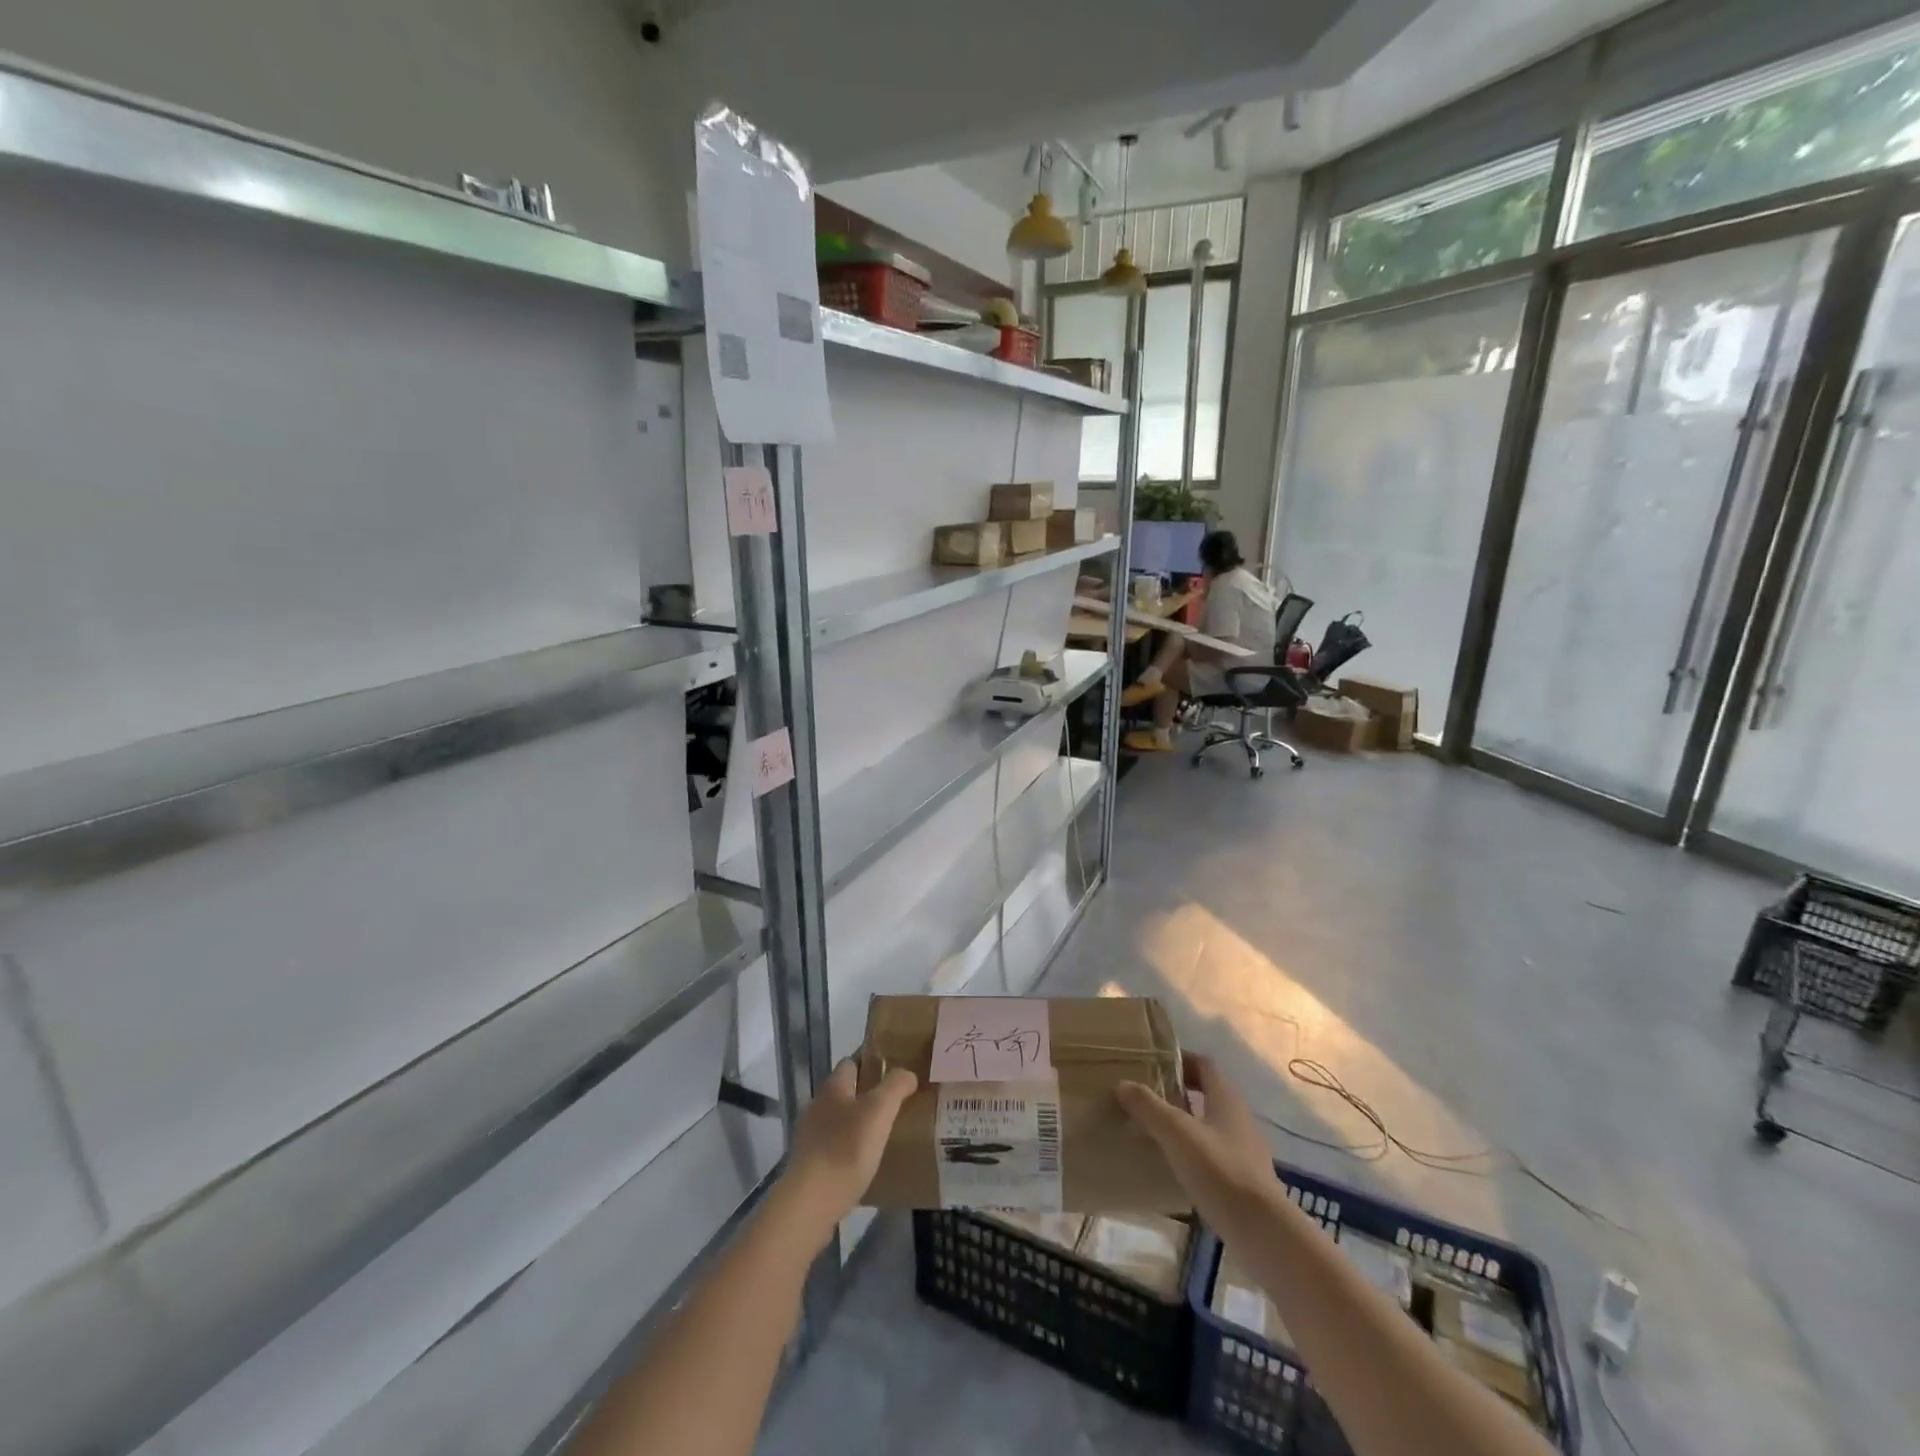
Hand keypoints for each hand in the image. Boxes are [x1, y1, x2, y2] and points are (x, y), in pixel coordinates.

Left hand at [774, 1059, 916, 1248]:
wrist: (810, 1204)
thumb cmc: (846, 1149)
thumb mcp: (879, 1111)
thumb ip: (895, 1086)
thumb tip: (907, 1073)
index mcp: (833, 1087)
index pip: (853, 1061)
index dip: (874, 1061)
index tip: (898, 1069)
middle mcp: (818, 1106)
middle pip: (848, 1091)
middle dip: (871, 1094)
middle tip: (900, 1103)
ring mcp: (811, 1136)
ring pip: (843, 1120)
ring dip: (862, 1124)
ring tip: (889, 1134)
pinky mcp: (811, 1165)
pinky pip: (837, 1147)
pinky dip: (853, 1149)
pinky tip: (870, 1162)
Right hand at [1117, 1053, 1274, 1229]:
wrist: (1263, 1233)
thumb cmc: (1220, 1171)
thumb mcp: (1177, 1134)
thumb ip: (1149, 1107)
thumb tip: (1123, 1084)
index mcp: (1226, 1099)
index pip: (1204, 1064)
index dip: (1180, 1060)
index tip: (1152, 1065)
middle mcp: (1239, 1118)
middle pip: (1207, 1094)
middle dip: (1178, 1092)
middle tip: (1146, 1097)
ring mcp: (1245, 1151)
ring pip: (1209, 1125)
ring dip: (1184, 1123)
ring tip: (1153, 1131)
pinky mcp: (1244, 1180)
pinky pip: (1213, 1153)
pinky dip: (1192, 1152)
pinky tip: (1173, 1166)